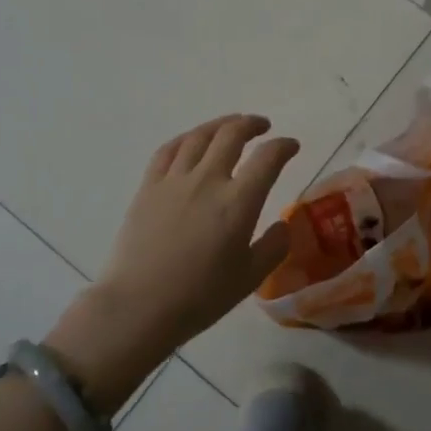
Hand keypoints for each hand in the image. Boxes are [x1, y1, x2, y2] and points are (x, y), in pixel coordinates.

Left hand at [90, 115, 300, 348]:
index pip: (268, 158)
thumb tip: (282, 224)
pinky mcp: (148, 187)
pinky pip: (168, 150)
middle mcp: (207, 180)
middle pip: (232, 135)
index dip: (284, 146)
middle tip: (262, 127)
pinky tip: (191, 141)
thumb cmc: (200, 297)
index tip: (291, 146)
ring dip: (220, 125)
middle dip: (252, 124)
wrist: (139, 306)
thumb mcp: (250, 278)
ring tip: (231, 125)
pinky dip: (185, 138)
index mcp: (238, 202)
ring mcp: (174, 180)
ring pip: (199, 136)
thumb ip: (274, 247)